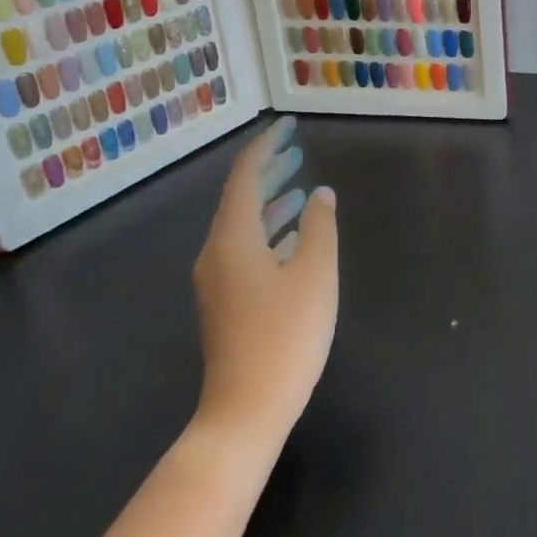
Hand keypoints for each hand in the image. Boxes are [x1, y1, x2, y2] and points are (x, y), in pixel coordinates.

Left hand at [191, 117, 337, 454]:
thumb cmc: (285, 335)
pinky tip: (293, 237)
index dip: (267, 147)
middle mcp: (216, 253)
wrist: (245, 410)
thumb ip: (319, 226)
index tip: (289, 125)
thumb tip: (320, 194)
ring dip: (271, 202)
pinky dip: (269, 232)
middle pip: (240, 199)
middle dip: (269, 171)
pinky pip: (245, 249)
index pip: (245, 177)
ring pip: (243, 226)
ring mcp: (217, 281)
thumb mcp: (314, 273)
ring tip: (301, 185)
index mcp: (233, 239)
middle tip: (297, 149)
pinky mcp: (226, 303)